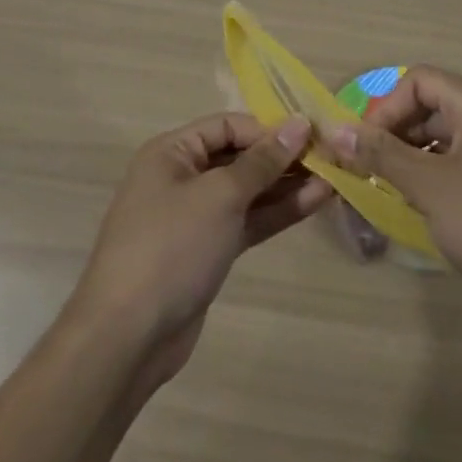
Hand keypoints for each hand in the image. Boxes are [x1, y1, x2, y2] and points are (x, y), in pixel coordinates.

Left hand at [69, 113, 331, 381]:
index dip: (268, 128)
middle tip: (330, 157)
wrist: (127, 338)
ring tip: (333, 178)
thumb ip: (262, 161)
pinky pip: (246, 221)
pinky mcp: (207, 251)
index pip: (228, 126)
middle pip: (239, 157)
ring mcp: (195, 217)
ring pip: (248, 191)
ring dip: (287, 185)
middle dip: (283, 157)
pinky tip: (313, 202)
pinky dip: (276, 212)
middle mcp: (181, 177)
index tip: (311, 135)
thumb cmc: (171, 247)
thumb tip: (298, 123)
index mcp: (171, 152)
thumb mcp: (220, 196)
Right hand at [321, 66, 461, 316]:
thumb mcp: (431, 189)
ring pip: (457, 135)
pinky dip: (450, 173)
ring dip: (423, 156)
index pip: (420, 80)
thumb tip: (337, 130)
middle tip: (377, 171)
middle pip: (438, 105)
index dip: (386, 107)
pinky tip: (441, 210)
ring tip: (402, 193)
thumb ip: (382, 155)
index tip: (366, 147)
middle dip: (401, 134)